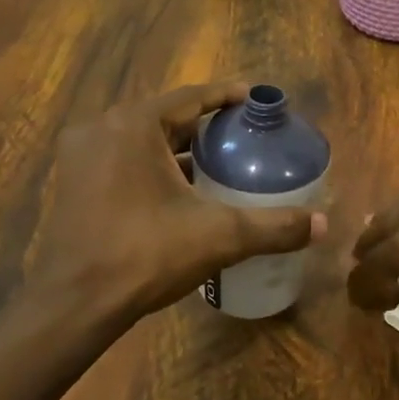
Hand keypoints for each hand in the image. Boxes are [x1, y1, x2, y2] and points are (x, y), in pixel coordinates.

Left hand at [36, 82, 323, 327]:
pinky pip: (124, 159)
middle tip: (244, 134)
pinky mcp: (75, 183)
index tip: (256, 100)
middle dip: (206, 124)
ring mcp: (83, 156)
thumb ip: (274, 226)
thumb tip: (324, 225)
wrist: (74, 304)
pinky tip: (182, 188)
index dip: (227, 96)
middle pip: (167, 116)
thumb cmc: (145, 254)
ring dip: (179, 146)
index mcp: (135, 125)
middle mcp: (104, 129)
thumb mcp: (219, 235)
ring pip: (143, 139)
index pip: (192, 98)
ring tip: (219, 159)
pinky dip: (155, 165)